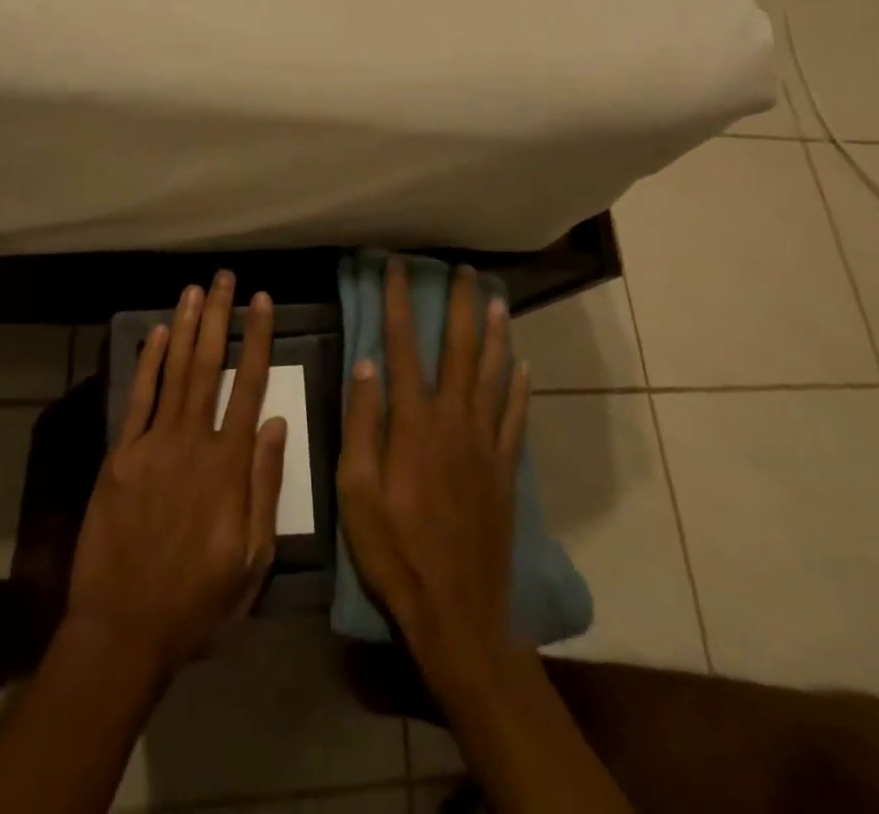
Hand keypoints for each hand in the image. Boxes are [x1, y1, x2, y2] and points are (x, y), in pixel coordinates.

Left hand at [65, 272, 287, 680]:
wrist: (123, 630)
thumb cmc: (198, 601)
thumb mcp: (253, 559)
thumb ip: (265, 485)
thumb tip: (276, 421)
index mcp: (229, 465)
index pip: (249, 385)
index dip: (257, 339)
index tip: (262, 301)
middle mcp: (192, 441)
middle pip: (208, 365)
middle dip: (218, 316)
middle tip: (225, 277)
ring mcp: (152, 444)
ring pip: (174, 371)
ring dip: (185, 327)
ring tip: (195, 290)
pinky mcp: (120, 456)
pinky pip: (137, 399)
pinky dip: (147, 363)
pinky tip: (157, 334)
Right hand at [337, 258, 529, 684]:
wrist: (457, 611)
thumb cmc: (394, 551)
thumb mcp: (356, 491)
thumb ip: (362, 423)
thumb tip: (366, 363)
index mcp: (413, 423)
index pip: (403, 346)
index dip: (399, 303)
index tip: (397, 267)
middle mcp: (454, 420)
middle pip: (460, 350)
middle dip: (460, 305)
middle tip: (464, 270)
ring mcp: (485, 443)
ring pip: (494, 374)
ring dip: (495, 334)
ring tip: (497, 299)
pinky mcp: (504, 468)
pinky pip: (515, 416)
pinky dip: (519, 386)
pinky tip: (522, 365)